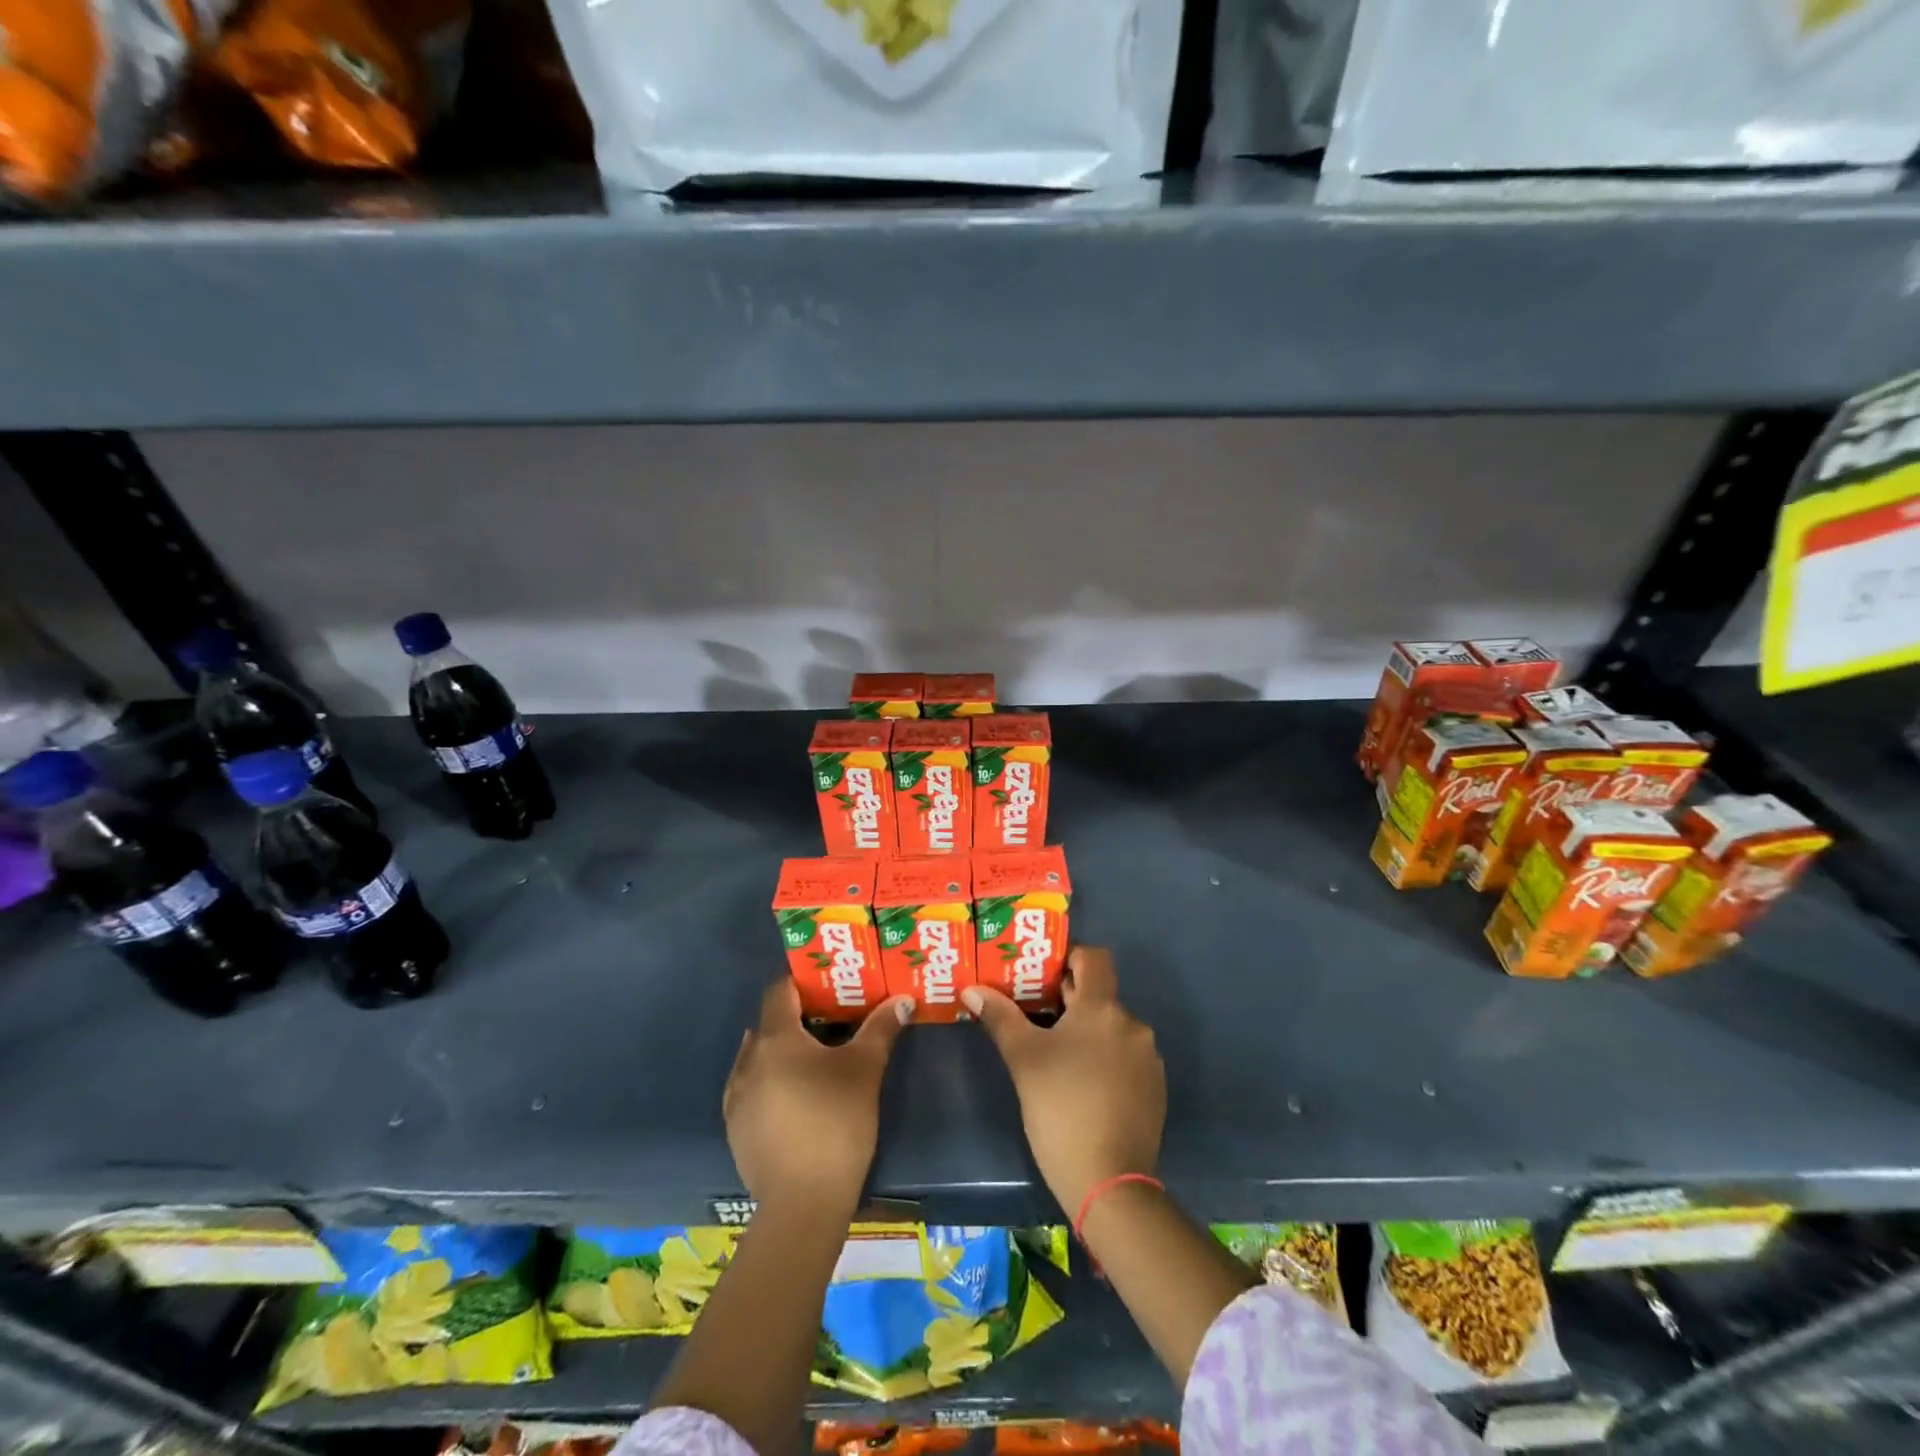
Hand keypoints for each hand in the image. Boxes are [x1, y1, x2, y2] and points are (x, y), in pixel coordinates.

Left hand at [723, 981, 912, 1209]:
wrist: (803, 1202)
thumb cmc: (836, 1122)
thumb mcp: (865, 1069)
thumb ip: (881, 1028)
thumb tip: (903, 999)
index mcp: (775, 1039)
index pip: (779, 992)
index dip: (802, 983)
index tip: (828, 983)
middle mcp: (748, 1061)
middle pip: (769, 1025)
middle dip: (797, 1019)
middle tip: (832, 1021)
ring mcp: (736, 1099)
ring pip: (758, 1058)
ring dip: (781, 1052)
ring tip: (815, 1060)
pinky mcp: (736, 1130)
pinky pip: (752, 1090)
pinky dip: (771, 1083)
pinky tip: (797, 1099)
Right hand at [963, 946, 1164, 1216]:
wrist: (1109, 1183)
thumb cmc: (1060, 1109)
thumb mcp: (1024, 1060)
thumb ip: (1000, 1017)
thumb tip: (972, 989)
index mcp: (1103, 1008)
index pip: (1095, 958)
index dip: (1069, 958)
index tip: (1042, 976)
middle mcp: (1132, 1024)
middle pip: (1099, 995)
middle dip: (1068, 1000)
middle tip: (1034, 1014)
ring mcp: (1147, 1058)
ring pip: (1111, 1028)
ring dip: (1086, 1032)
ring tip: (1055, 1055)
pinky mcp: (1154, 1088)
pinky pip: (1125, 1056)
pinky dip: (1104, 1058)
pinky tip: (1081, 1085)